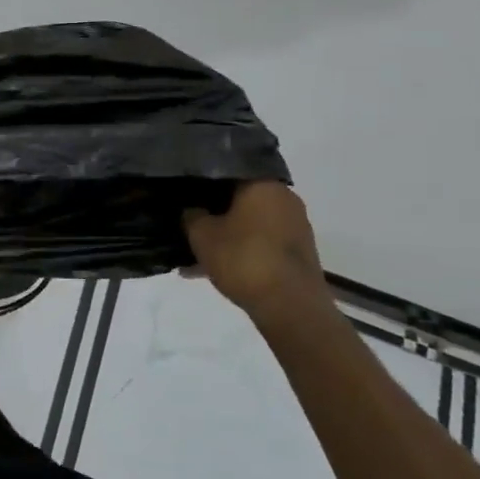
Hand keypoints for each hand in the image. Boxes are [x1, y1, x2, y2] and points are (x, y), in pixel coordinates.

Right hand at [183, 182, 327, 314]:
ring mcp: (295, 226)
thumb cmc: (243, 259)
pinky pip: (260, 242)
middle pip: (240, 197)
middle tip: (186, 220)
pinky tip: (212, 268)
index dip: (201, 180)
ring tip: (195, 252)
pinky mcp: (297, 252)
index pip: (227, 170)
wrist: (290, 307)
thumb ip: (191, 215)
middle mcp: (284, 198)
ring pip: (249, 222)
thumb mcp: (201, 234)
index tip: (182, 190)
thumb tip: (190, 209)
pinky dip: (239, 250)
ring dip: (225, 234)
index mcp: (263, 185)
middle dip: (213, 210)